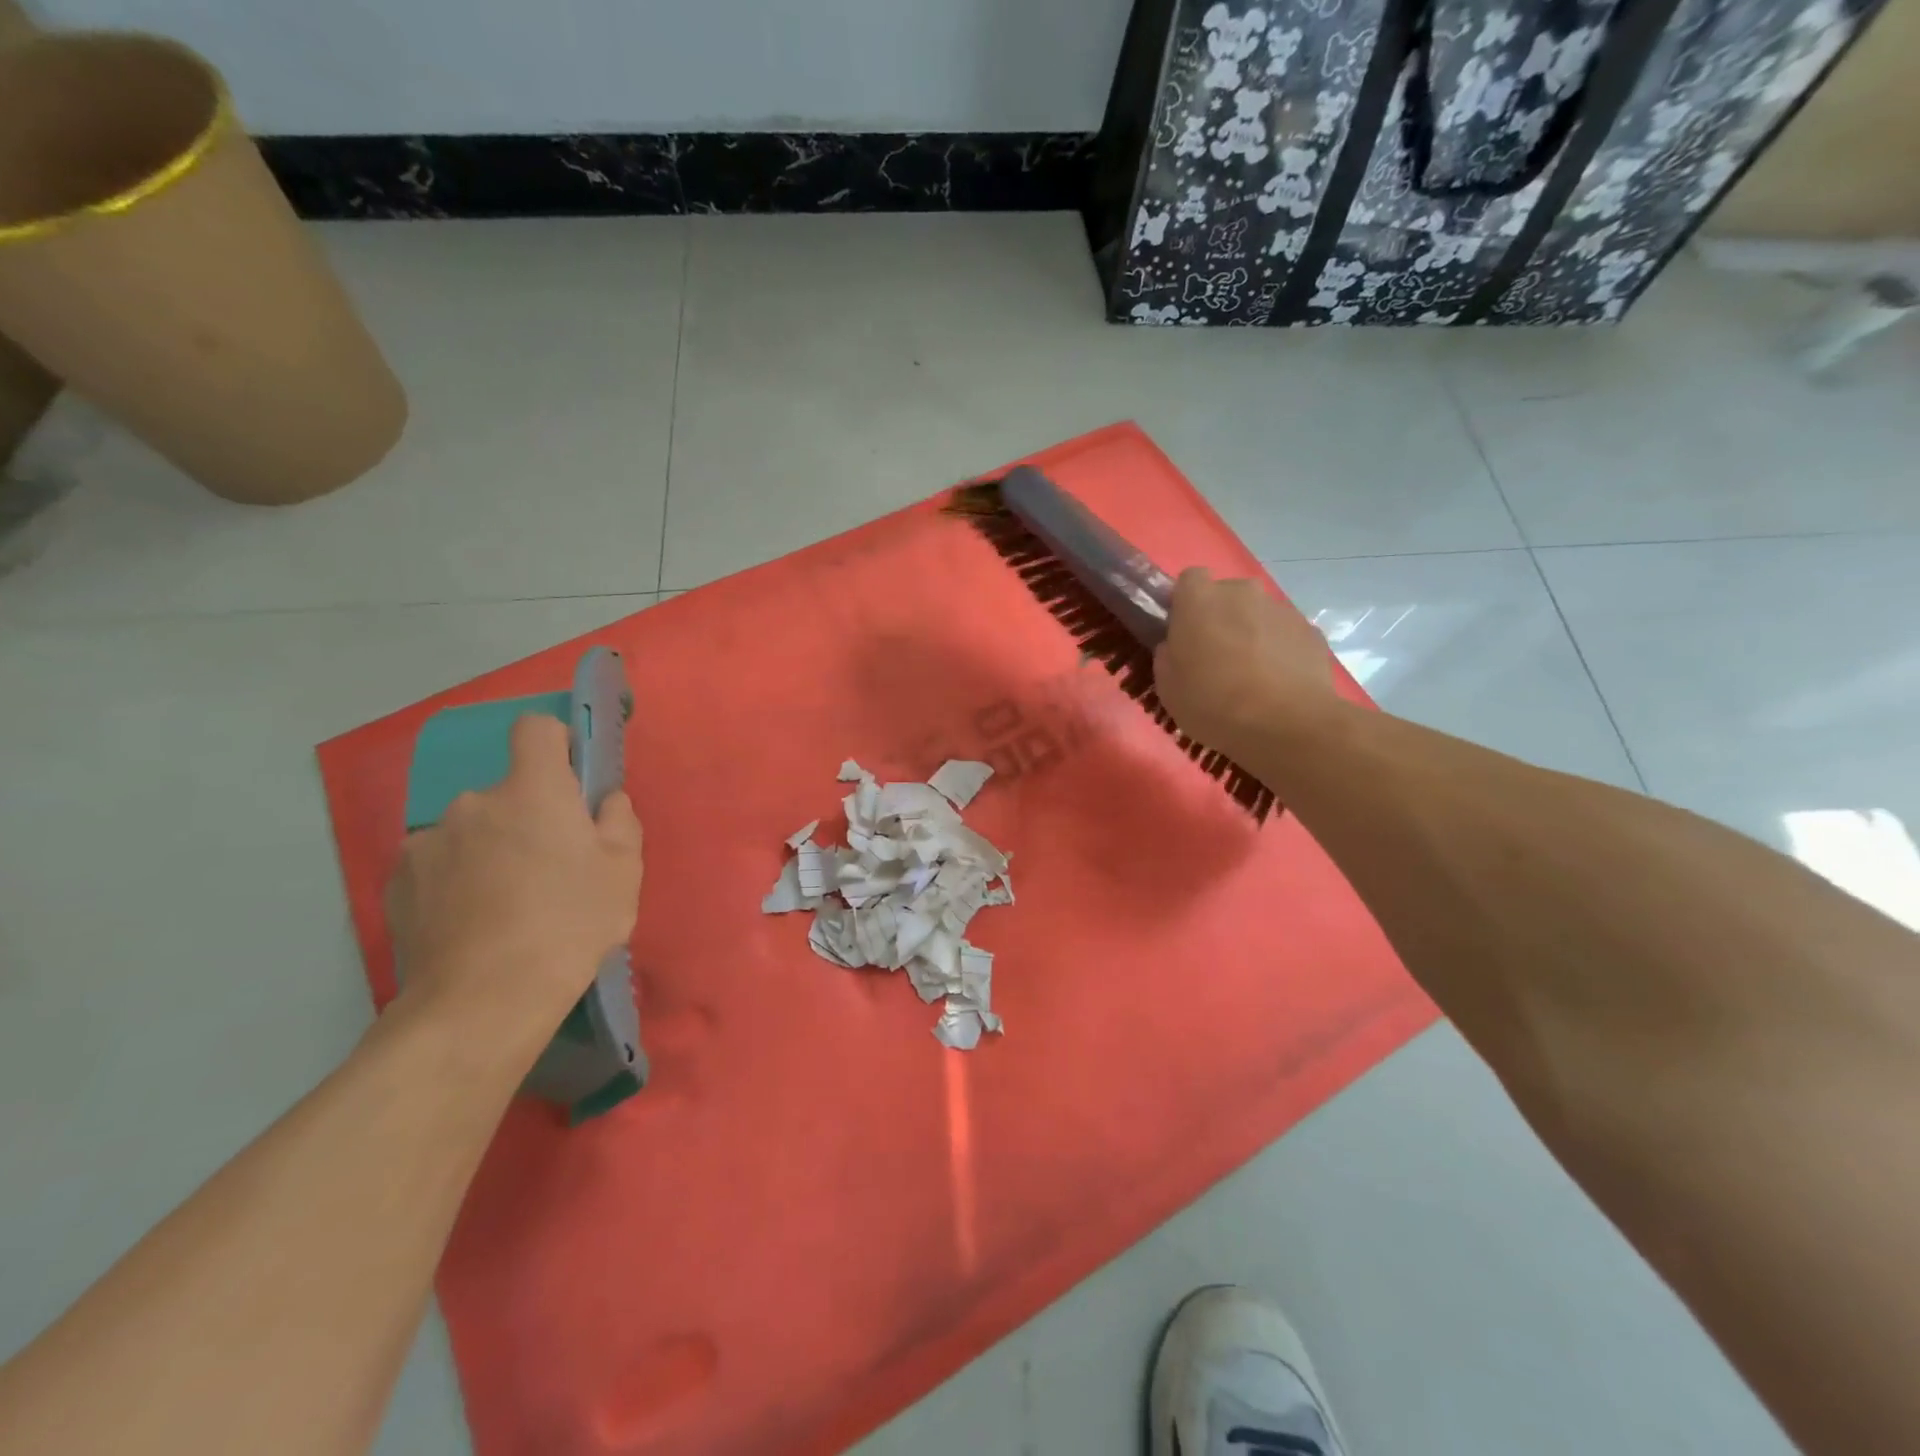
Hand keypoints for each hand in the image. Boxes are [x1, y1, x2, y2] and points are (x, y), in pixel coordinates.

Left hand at [387, 715, 643, 1035]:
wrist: (483, 1000)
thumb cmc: (570, 923)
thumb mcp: (624, 871)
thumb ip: (619, 820)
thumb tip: (603, 801)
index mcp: (532, 790)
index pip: (536, 729)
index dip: (556, 744)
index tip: (571, 780)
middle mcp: (473, 802)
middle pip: (508, 792)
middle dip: (528, 816)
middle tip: (550, 866)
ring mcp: (427, 842)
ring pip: (472, 830)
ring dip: (490, 849)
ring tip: (507, 903)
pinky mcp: (396, 883)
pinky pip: (439, 865)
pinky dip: (456, 880)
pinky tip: (473, 922)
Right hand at [1153, 567, 1338, 758]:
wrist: (1285, 723)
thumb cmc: (1212, 702)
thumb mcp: (1167, 686)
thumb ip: (1168, 655)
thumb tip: (1176, 647)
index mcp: (1199, 599)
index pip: (1190, 579)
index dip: (1186, 603)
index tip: (1184, 631)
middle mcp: (1242, 592)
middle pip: (1227, 595)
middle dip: (1221, 618)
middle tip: (1215, 658)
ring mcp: (1281, 609)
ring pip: (1258, 615)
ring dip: (1251, 634)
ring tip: (1251, 677)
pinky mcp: (1311, 631)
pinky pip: (1285, 635)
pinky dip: (1280, 651)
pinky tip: (1277, 684)